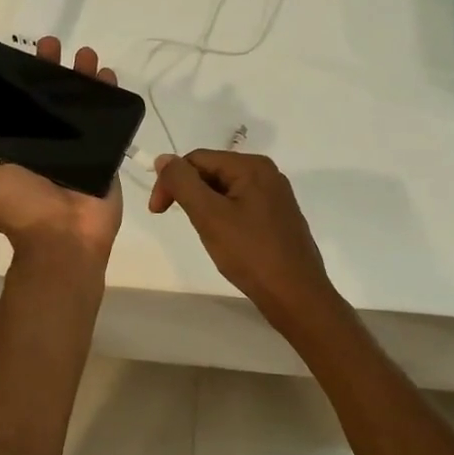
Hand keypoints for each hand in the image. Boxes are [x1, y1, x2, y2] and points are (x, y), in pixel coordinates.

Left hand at [0, 37, 124, 264]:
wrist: (64, 240)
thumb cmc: (23, 210)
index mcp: (24, 149)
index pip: (25, 107)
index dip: (25, 82)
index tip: (26, 56)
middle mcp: (52, 146)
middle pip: (55, 100)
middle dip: (55, 71)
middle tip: (55, 45)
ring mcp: (82, 150)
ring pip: (84, 106)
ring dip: (86, 79)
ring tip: (88, 56)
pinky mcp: (106, 156)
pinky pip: (112, 125)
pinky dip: (113, 101)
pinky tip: (111, 78)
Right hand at [148, 150, 342, 328]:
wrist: (296, 296)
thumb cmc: (251, 253)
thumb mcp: (209, 215)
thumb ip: (183, 182)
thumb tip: (164, 158)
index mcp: (252, 166)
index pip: (197, 159)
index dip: (171, 181)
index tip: (157, 212)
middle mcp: (266, 173)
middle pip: (212, 171)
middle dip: (189, 193)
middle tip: (183, 223)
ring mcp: (275, 195)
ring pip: (224, 190)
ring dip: (205, 206)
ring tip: (205, 233)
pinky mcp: (278, 216)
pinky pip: (240, 205)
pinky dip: (223, 216)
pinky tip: (225, 239)